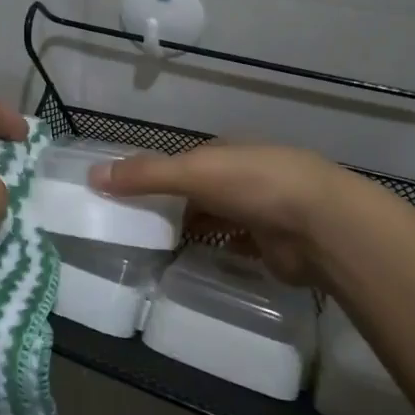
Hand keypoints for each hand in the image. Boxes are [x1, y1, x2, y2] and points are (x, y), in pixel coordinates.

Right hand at [92, 143, 347, 284]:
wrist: (322, 226)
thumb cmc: (255, 185)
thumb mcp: (194, 172)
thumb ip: (146, 175)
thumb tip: (92, 175)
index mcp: (225, 152)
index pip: (180, 162)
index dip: (151, 176)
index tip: (120, 195)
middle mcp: (241, 177)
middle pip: (194, 192)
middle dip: (167, 205)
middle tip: (128, 227)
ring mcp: (257, 211)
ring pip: (211, 219)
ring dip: (187, 230)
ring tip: (148, 248)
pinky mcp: (267, 245)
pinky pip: (228, 246)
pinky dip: (209, 251)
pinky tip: (186, 263)